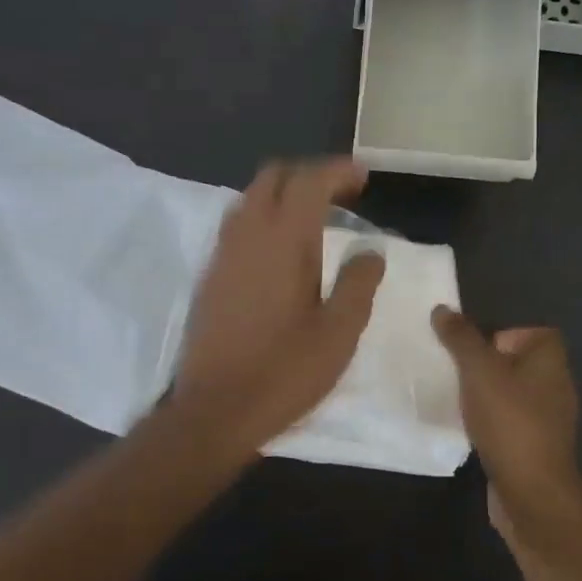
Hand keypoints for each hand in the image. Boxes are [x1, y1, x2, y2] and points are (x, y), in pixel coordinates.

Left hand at [172, 158, 385, 456]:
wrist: (215, 410)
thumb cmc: (284, 372)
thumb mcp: (339, 333)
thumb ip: (359, 284)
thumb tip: (371, 251)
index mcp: (283, 241)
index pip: (309, 181)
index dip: (338, 171)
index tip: (363, 178)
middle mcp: (247, 235)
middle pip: (273, 176)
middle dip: (309, 175)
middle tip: (342, 196)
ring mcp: (222, 254)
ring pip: (251, 198)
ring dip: (284, 195)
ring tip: (315, 219)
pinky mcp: (210, 276)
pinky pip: (237, 225)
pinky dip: (264, 218)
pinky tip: (282, 251)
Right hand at [432, 307, 581, 580]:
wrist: (530, 491)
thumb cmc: (509, 420)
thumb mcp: (478, 370)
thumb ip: (461, 338)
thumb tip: (443, 309)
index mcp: (550, 360)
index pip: (533, 332)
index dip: (504, 334)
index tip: (475, 349)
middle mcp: (555, 385)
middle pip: (518, 362)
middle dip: (485, 365)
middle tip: (456, 372)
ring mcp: (548, 419)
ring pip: (510, 393)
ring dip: (485, 395)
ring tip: (456, 399)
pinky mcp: (534, 446)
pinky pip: (508, 421)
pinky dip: (489, 422)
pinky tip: (467, 429)